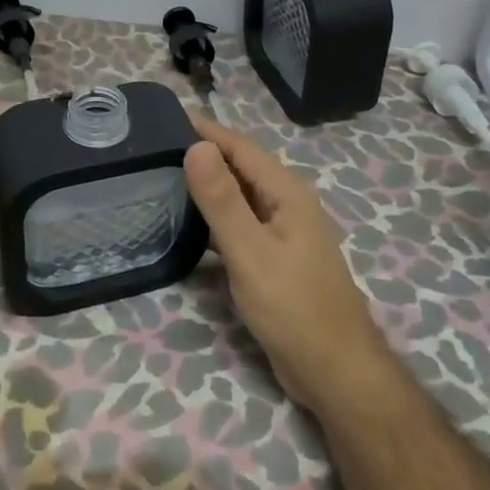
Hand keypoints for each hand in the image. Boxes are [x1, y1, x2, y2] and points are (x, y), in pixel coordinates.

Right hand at [184, 117, 392, 412]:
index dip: (206, 130)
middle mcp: (287, 206)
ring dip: (207, 186)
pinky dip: (214, 218)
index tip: (166, 117)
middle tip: (155, 147)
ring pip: (239, 198)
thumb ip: (222, 200)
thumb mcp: (250, 251)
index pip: (240, 148)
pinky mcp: (275, 259)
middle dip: (204, 153)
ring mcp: (282, 234)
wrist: (334, 372)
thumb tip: (197, 146)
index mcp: (287, 194)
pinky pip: (240, 225)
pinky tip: (188, 225)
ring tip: (163, 178)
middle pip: (241, 169)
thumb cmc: (293, 307)